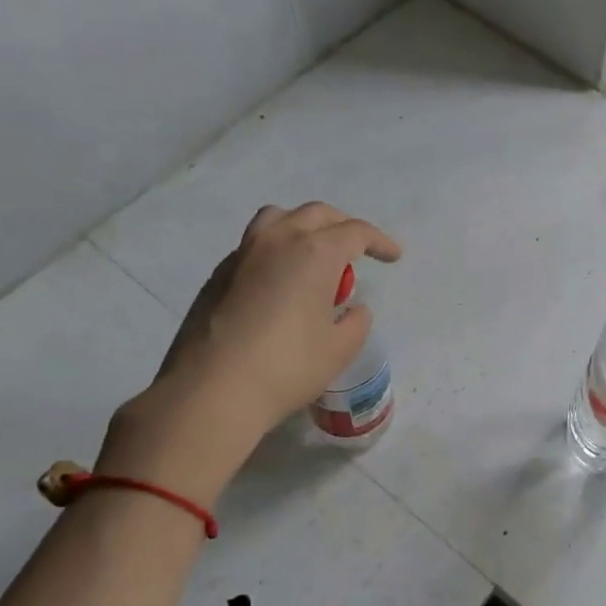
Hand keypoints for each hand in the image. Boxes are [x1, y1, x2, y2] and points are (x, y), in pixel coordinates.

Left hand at [99, 203, 401, 497]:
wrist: (212, 389)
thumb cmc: (288, 367)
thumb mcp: (339, 349)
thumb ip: (356, 322)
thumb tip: (352, 309)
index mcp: (314, 253)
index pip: (355, 232)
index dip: (379, 241)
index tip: (393, 257)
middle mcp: (277, 241)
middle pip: (316, 215)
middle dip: (343, 226)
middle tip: (358, 250)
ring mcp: (242, 255)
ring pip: (278, 220)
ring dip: (304, 228)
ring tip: (314, 256)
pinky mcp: (217, 276)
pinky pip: (254, 247)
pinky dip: (276, 251)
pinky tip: (281, 285)